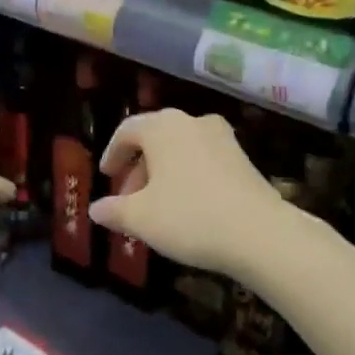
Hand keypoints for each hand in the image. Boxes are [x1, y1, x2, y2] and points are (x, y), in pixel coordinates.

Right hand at [89, 108, 288, 280]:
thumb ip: (114, 210)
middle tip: (128, 199)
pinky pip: (203, 160)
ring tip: (156, 207)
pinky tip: (187, 207)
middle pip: (155, 138)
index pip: (127, 130)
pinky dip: (187, 176)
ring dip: (163, 173)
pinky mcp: (243, 158)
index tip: (106, 176)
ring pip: (181, 150)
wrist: (259, 232)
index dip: (112, 153)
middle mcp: (192, 122)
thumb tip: (95, 209)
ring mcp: (222, 138)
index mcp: (163, 127)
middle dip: (138, 168)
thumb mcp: (141, 218)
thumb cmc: (189, 217)